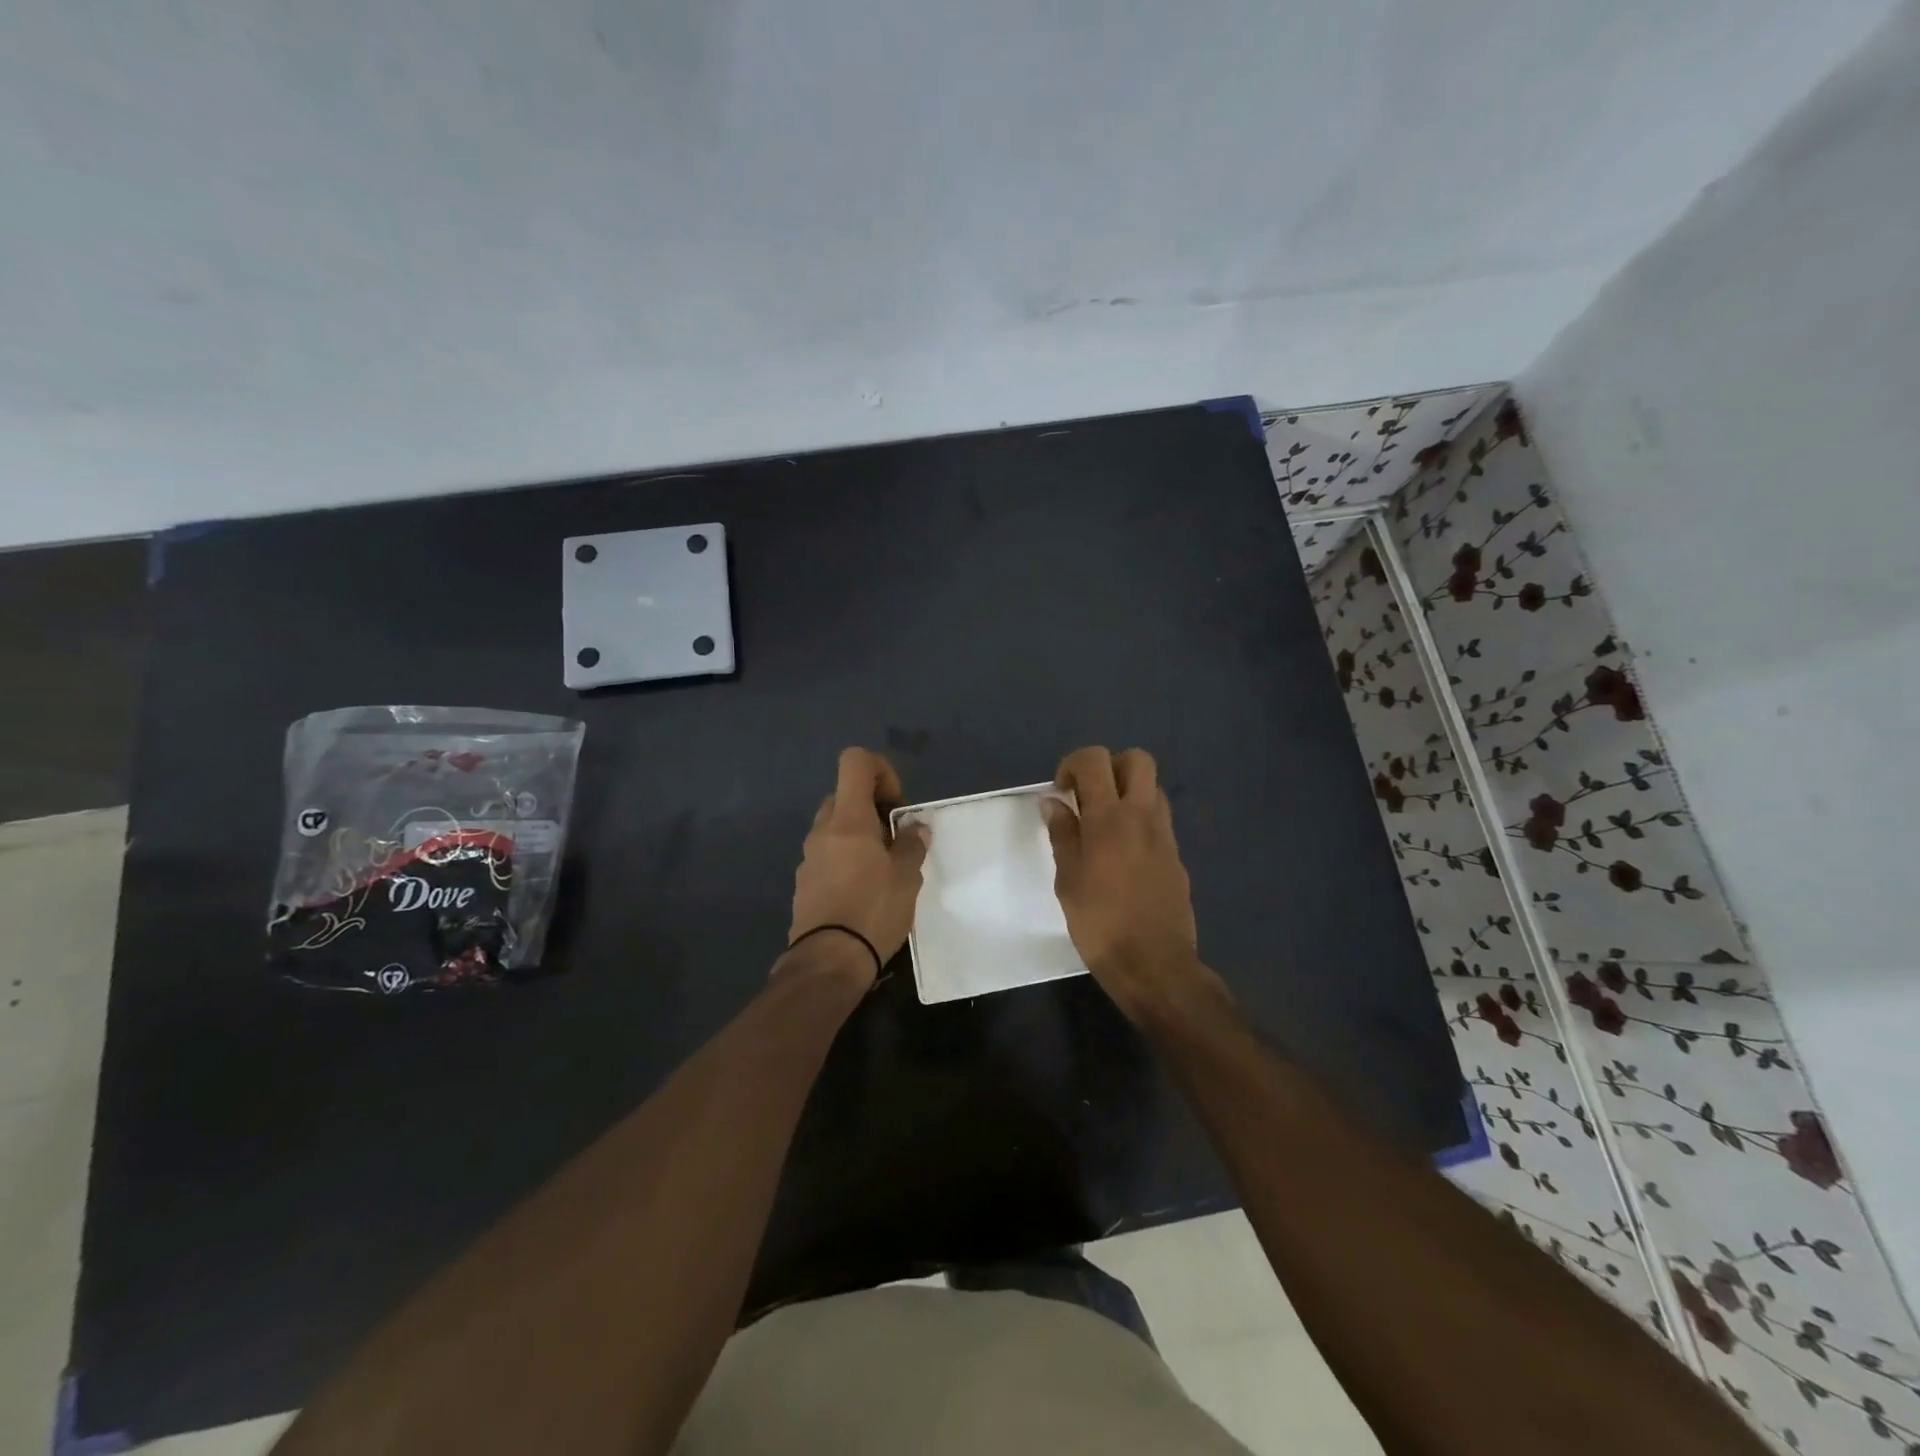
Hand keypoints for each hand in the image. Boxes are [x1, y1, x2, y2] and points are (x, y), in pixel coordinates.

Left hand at [786, 747, 930, 985]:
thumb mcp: (907, 876)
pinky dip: (846, 859)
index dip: (881, 770)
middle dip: (872, 808)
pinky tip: (864, 891)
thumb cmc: (873, 909)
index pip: (855, 762)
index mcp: (848, 818)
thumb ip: (913, 844)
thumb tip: (915, 827)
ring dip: (859, 836)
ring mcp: (809, 856)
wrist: (829, 960)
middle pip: (844, 795)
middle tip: (895, 839)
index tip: (896, 805)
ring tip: (884, 869)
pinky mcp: (804, 882)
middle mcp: (822, 830)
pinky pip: (827, 855)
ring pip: (835, 827)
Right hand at [1042, 746, 1216, 1022]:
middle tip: (1090, 796)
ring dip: (1129, 792)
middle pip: (1137, 760)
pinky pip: (1160, 819)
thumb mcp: (1068, 880)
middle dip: (1110, 767)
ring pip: (1153, 788)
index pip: (1095, 760)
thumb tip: (1054, 802)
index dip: (1074, 764)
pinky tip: (1123, 854)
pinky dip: (1141, 819)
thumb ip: (1062, 835)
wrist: (1154, 964)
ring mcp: (1165, 835)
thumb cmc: (1100, 924)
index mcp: (1109, 818)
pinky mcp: (1176, 856)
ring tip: (1106, 824)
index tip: (1062, 791)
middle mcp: (1142, 816)